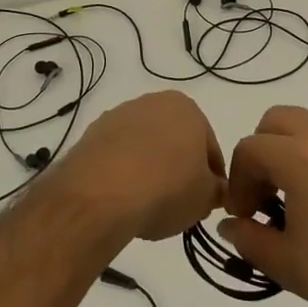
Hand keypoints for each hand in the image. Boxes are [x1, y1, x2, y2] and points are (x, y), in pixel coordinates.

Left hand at [57, 91, 225, 241]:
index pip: (209, 146)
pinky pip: (117, 156)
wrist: (101, 194)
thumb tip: (214, 190)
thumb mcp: (205, 198)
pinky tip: (122, 198)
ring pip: (143, 146)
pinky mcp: (91, 134)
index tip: (207, 201)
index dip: (212, 177)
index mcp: (186, 108)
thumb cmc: (166, 188)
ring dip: (148, 169)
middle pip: (174, 141)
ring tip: (147, 204)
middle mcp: (151, 102)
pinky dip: (122, 173)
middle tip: (179, 203)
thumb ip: (216, 190)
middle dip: (178, 168)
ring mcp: (117, 116)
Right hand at [218, 106, 307, 306]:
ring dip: (300, 156)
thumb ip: (249, 238)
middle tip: (267, 195)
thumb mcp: (285, 264)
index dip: (239, 181)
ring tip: (307, 204)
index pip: (250, 148)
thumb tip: (231, 226)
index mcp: (301, 157)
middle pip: (281, 120)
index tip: (245, 217)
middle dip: (264, 151)